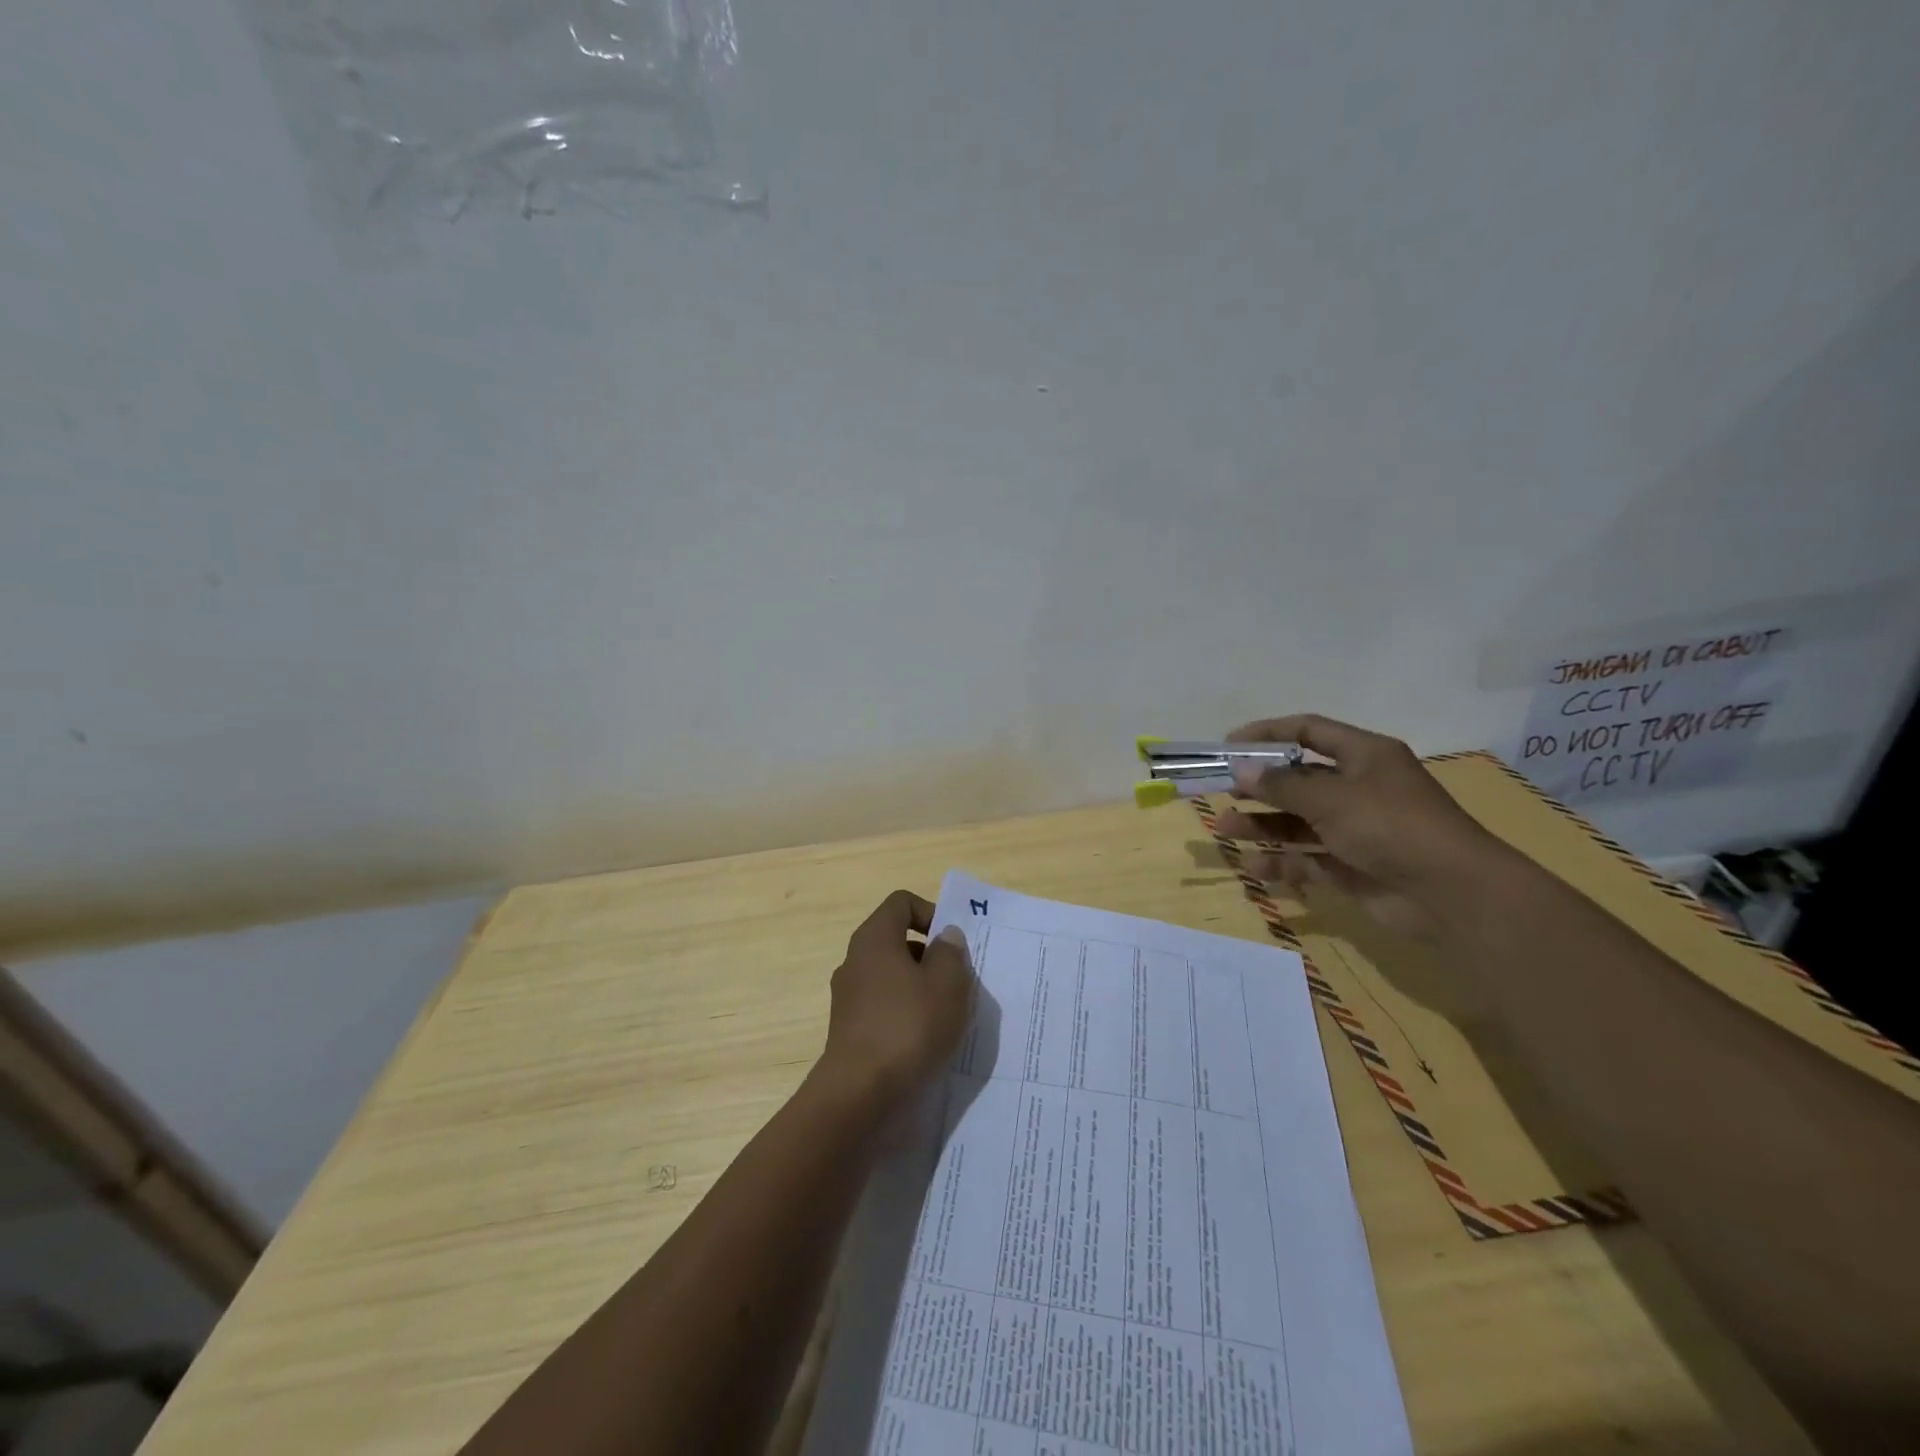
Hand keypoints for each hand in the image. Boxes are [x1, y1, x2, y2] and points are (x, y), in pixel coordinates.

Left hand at [815, 890, 975, 1107]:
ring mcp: (848, 998)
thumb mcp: (947, 985)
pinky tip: (926, 1042)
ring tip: (947, 1017)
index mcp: (874, 939)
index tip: (953, 943)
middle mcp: (855, 961)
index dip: (931, 912)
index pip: (901, 903)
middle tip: (958, 982)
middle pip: (897, 941)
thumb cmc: (908, 1028)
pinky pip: (884, 1008)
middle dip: (931, 956)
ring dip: (921, 989)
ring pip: (892, 978)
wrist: (859, 1096)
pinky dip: (905, 1016)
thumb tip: (945, 936)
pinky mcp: (849, 1031)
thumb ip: (951, 953)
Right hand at [1212, 714, 1511, 939]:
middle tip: (1220, 790)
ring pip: (1298, 821)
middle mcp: (1359, 788)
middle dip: (1259, 785)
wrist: (1452, 895)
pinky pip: (1307, 858)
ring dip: (1261, 824)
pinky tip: (1254, 865)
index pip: (1308, 732)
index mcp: (1364, 756)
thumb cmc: (1392, 826)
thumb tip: (1240, 768)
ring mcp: (1355, 829)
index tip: (1229, 746)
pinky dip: (1282, 861)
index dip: (1268, 734)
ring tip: (1224, 828)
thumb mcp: (1332, 799)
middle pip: (1298, 780)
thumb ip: (1282, 785)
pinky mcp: (1352, 866)